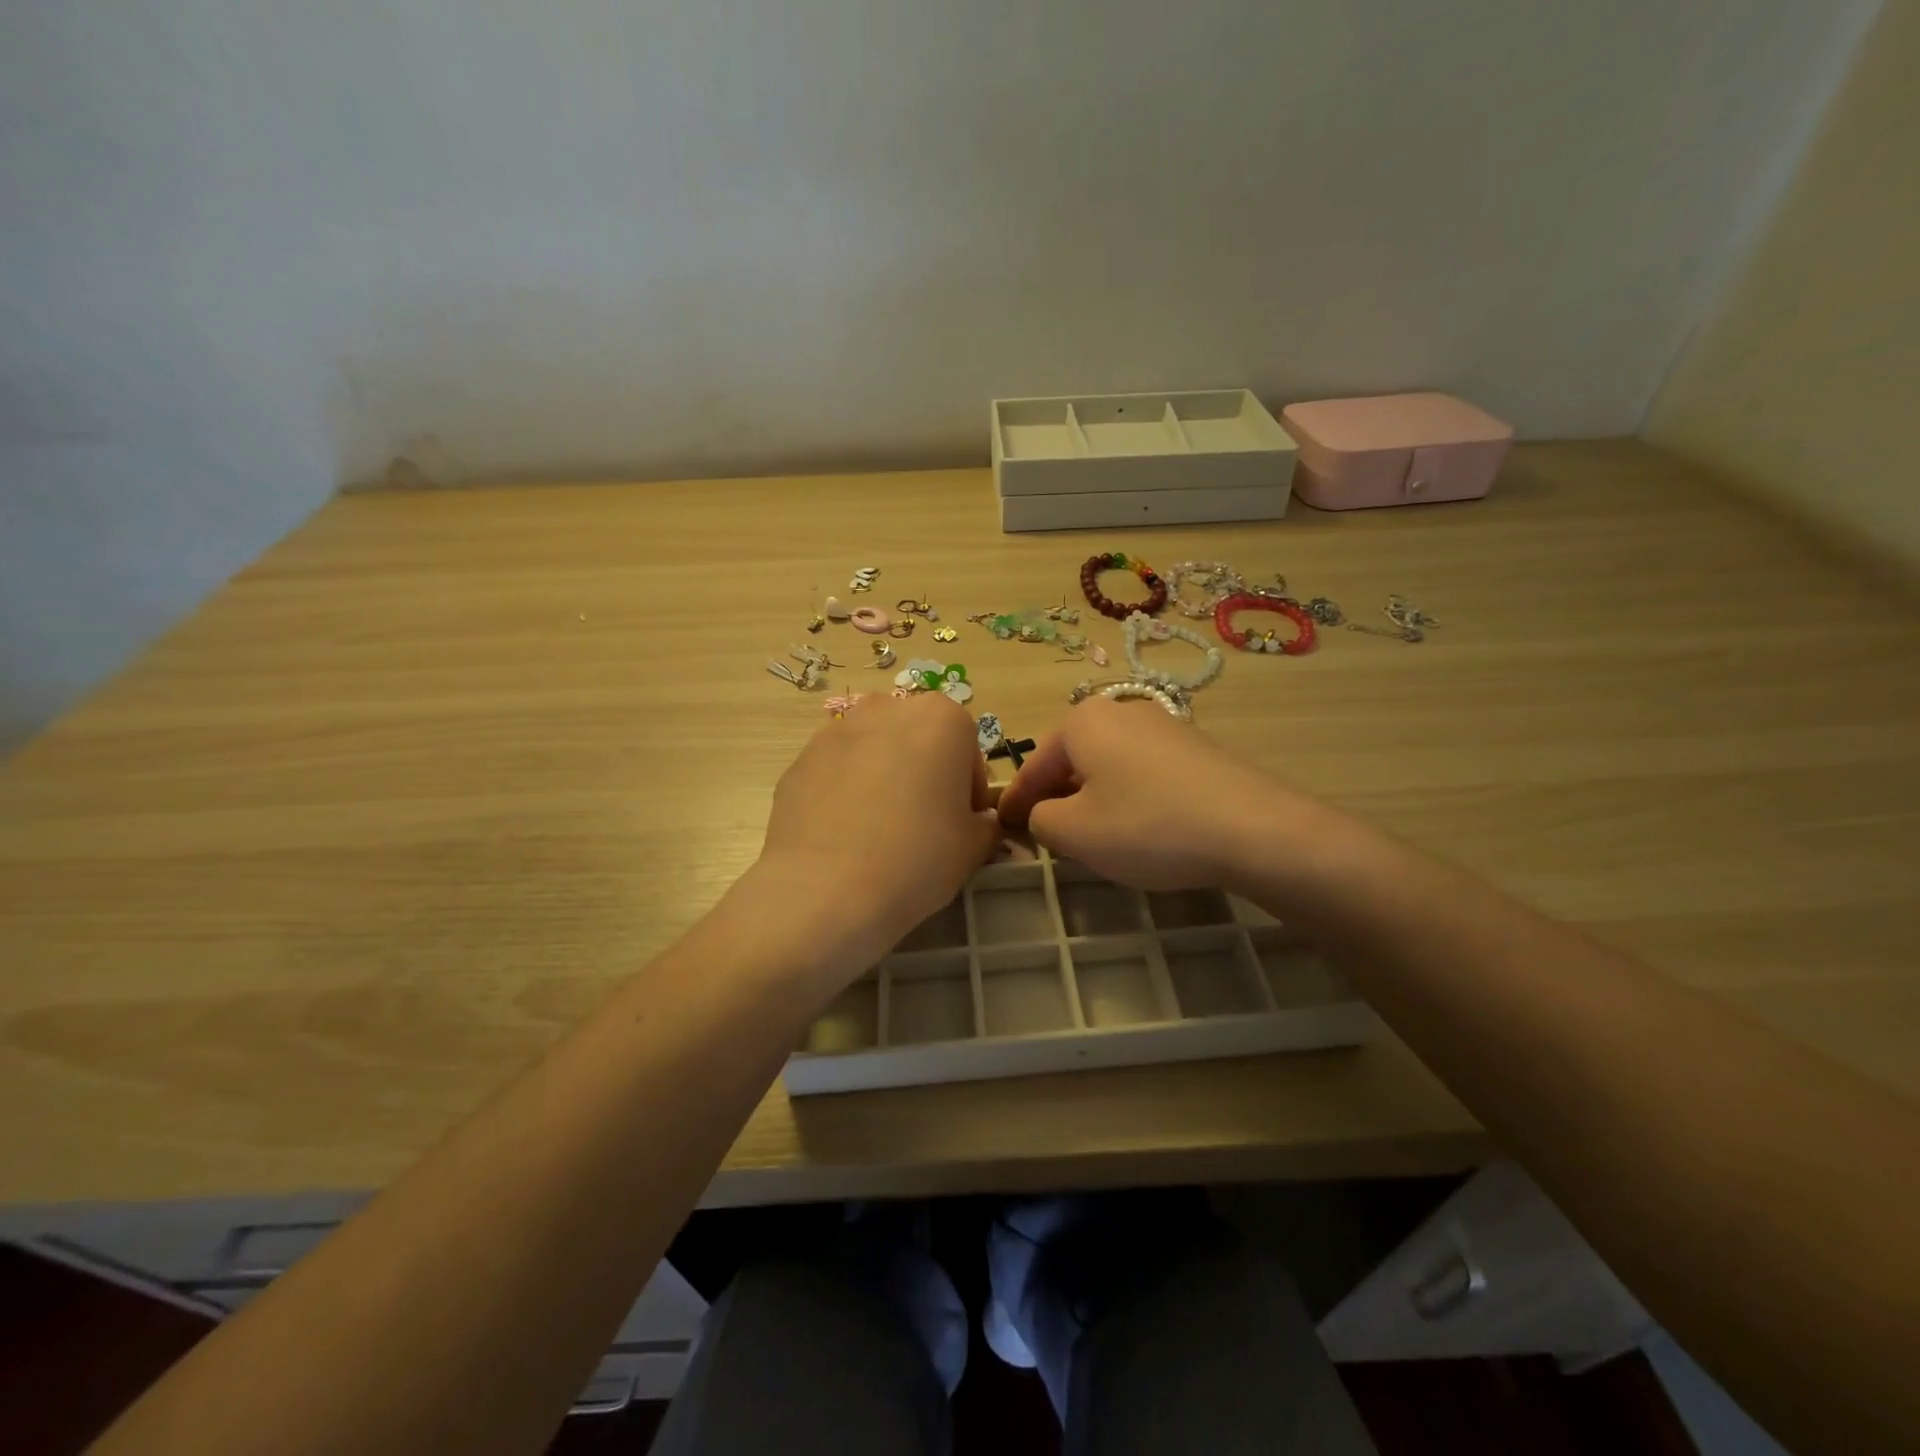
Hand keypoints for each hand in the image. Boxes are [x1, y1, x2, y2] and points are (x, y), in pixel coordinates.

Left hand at [755, 692, 998, 980]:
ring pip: (874, 751)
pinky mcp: (800, 758)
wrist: (824, 889)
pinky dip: (845, 792)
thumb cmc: (916, 858)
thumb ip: (984, 824)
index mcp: (942, 718)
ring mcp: (837, 729)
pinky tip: (844, 835)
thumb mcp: (974, 847)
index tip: (962, 825)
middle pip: (919, 740)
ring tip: (878, 830)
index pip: (968, 750)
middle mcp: (888, 708)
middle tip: (922, 824)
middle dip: (925, 773)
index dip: (969, 791)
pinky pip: (837, 771)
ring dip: (883, 778)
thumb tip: (976, 823)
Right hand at [996, 696, 1295, 891]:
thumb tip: (1044, 813)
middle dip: (1056, 795)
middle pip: (1073, 760)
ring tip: (1094, 835)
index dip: (1015, 800)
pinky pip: (1144, 772)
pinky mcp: (1197, 749)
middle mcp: (1122, 711)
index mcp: (1084, 721)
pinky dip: (1130, 797)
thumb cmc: (1147, 826)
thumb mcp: (1075, 832)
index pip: (1034, 764)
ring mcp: (1164, 726)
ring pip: (1109, 766)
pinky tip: (1142, 827)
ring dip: (1093, 797)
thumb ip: (1040, 819)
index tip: (1001, 824)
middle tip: (1047, 834)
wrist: (1254, 828)